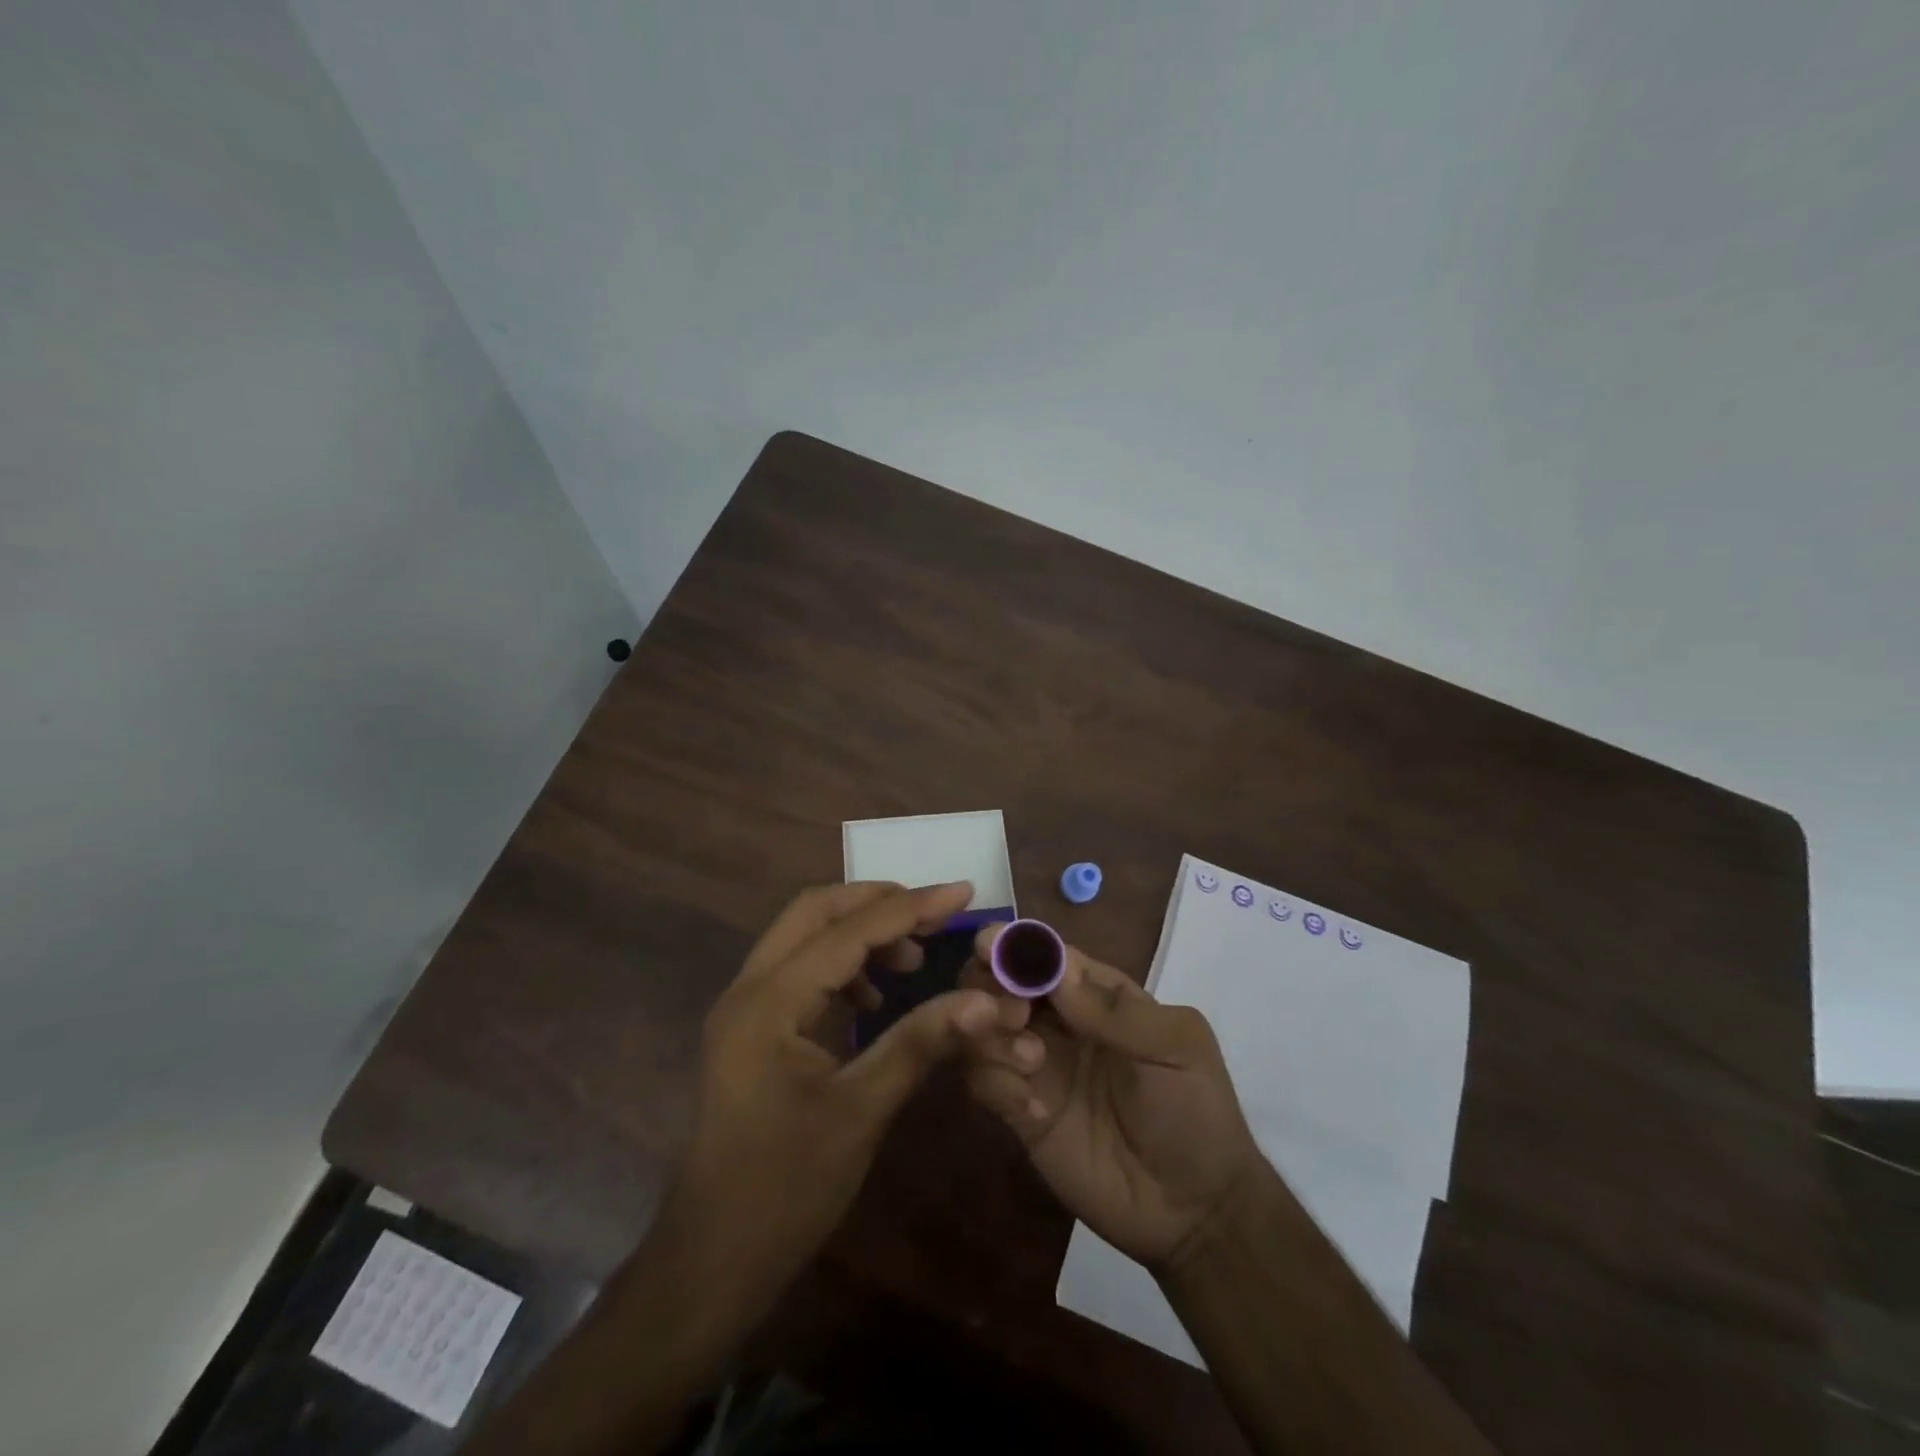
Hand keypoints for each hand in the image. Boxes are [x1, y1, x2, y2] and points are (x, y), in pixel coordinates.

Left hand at [656, 881, 1002, 1318]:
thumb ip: (920, 1042)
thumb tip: (985, 999)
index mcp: (769, 1002)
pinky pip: (799, 969)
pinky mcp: (750, 1028)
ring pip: (804, 936)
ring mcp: (744, 1007)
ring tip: (911, 959)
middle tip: (935, 914)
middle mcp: (748, 988)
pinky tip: (874, 997)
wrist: (712, 1261)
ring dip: (859, 932)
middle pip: (815, 911)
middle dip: (877, 902)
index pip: (848, 931)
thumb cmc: (786, 1190)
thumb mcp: (862, 1111)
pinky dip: (841, 964)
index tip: (963, 891)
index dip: (910, 907)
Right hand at [963, 928, 1263, 1268]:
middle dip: (991, 985)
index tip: (988, 947)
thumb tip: (1056, 969)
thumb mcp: (1176, 1048)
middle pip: (999, 982)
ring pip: (982, 1027)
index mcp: (1095, 993)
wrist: (1195, 1211)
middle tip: (1014, 1014)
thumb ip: (1116, 1011)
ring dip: (991, 1034)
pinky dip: (995, 1083)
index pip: (1045, 954)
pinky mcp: (1020, 1112)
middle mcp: (1057, 1021)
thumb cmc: (1195, 1111)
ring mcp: (1034, 1065)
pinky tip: (1033, 1109)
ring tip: (1031, 1061)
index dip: (1014, 944)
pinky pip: (983, 1082)